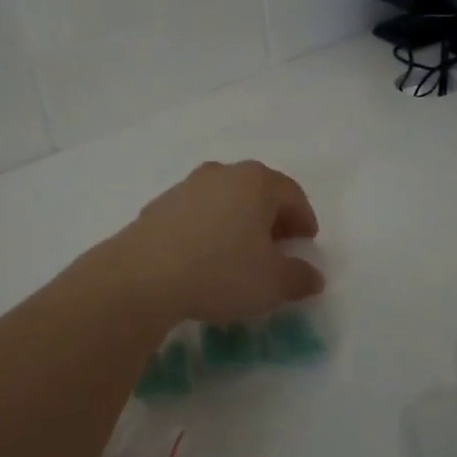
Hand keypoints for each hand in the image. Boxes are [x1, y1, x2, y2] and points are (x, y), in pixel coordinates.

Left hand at [108, 161, 324, 325]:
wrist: (143, 276)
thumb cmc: (220, 272)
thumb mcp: (271, 283)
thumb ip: (299, 277)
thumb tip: (313, 276)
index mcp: (256, 182)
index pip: (292, 195)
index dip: (304, 219)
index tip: (306, 243)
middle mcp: (222, 173)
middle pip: (258, 191)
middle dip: (271, 218)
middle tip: (277, 247)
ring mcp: (187, 186)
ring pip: (225, 200)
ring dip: (238, 221)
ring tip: (240, 253)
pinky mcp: (159, 204)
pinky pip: (197, 213)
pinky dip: (208, 228)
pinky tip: (204, 257)